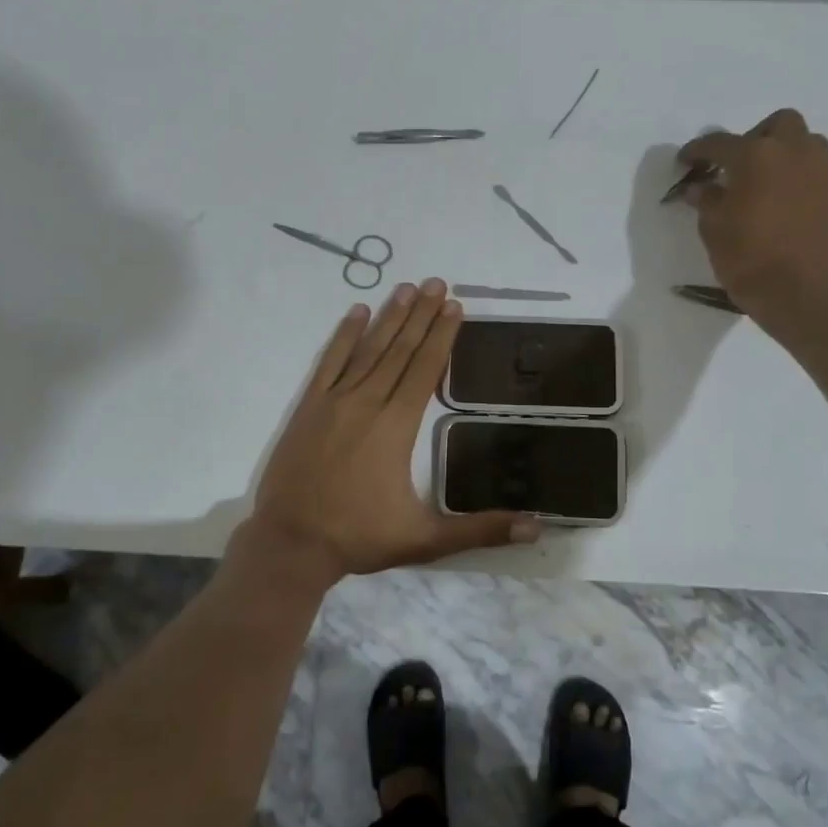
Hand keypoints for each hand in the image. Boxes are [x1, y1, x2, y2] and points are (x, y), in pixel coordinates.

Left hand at [243, 278, 540, 584]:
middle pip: (400, 350)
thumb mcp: (426, 539)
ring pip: (368, 349)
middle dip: (421, 315)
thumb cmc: (359, 537)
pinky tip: (356, 312)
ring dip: (389, 317)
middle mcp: (367, 402)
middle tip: (437, 283)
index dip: (442, 336)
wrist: (291, 543)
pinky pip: (330, 361)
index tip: (455, 306)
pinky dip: (344, 335)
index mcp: (397, 426)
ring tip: (407, 288)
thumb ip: (482, 530)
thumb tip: (536, 529)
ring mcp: (334, 401)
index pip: (425, 369)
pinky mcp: (308, 407)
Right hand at [676, 109, 827, 334]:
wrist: (808, 297)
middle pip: (779, 124)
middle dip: (757, 137)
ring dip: (787, 156)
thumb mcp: (714, 231)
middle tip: (739, 166)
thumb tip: (700, 187)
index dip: (698, 150)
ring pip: (809, 146)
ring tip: (769, 185)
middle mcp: (797, 154)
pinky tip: (791, 213)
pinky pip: (822, 180)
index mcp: (758, 157)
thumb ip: (707, 201)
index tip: (685, 161)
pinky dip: (804, 186)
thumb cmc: (750, 260)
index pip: (720, 143)